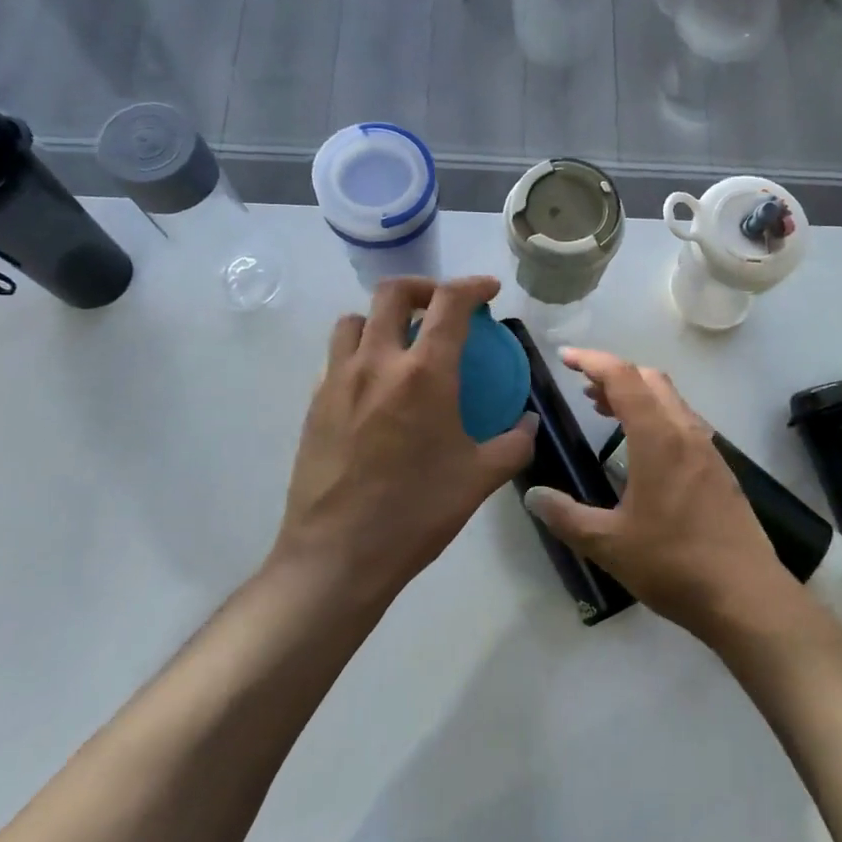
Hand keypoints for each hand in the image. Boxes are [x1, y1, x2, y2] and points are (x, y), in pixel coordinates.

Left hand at [272, 277, 535, 604]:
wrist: (338, 554)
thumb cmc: (417, 512)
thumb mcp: (481, 478)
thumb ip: (514, 443)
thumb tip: (527, 423)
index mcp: (424, 374)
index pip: (450, 304)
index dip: (473, 286)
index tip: (488, 291)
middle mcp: (377, 364)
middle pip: (392, 293)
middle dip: (423, 288)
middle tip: (442, 307)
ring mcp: (337, 382)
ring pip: (355, 321)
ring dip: (383, 318)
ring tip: (403, 344)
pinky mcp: (314, 405)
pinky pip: (337, 358)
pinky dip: (361, 353)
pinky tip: (376, 389)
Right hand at [522, 348, 799, 641]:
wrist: (746, 596)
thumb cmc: (673, 564)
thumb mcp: (608, 544)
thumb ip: (566, 516)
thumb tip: (533, 494)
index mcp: (659, 438)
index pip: (623, 378)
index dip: (592, 361)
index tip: (565, 358)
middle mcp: (687, 433)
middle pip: (651, 380)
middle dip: (615, 375)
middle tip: (584, 390)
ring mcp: (710, 451)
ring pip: (672, 401)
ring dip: (638, 396)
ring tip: (607, 413)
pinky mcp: (721, 470)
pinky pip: (685, 424)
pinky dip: (658, 418)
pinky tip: (644, 451)